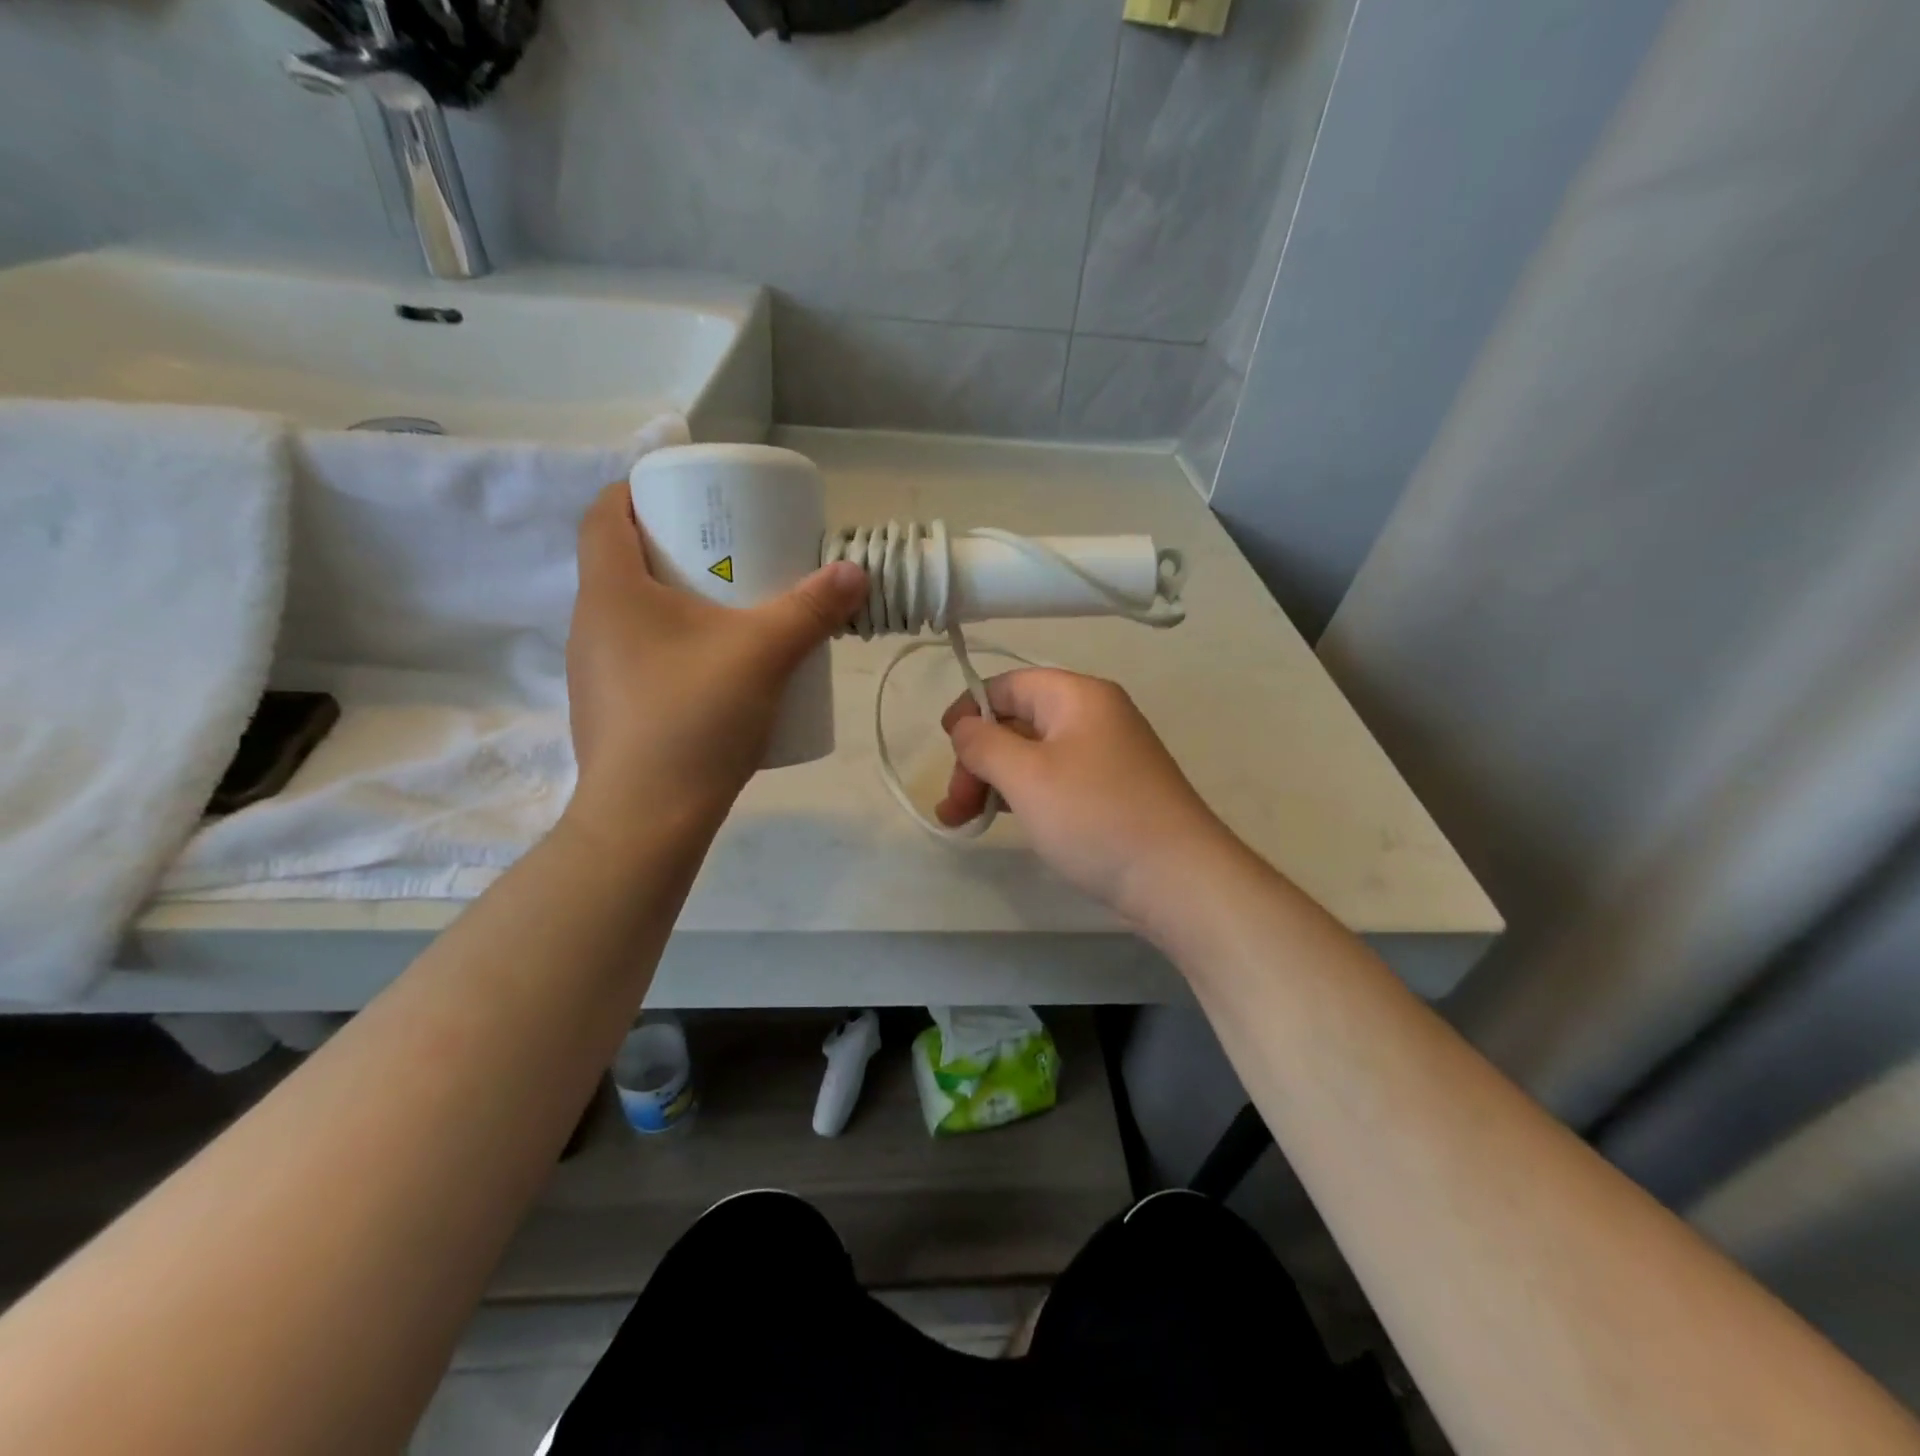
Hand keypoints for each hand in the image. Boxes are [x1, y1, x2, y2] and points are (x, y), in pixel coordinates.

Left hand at [564, 482, 866, 844]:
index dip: (640, 491)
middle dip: (673, 548)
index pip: (604, 512)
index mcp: (611, 591)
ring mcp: (594, 671)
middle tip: (727, 553)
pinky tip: (713, 673)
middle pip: (622, 562)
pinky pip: (637, 656)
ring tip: (727, 612)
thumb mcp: (763, 655)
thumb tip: (854, 572)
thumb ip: (811, 610)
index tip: (688, 497)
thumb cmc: (694, 719)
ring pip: (631, 614)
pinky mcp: (609, 709)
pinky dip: (671, 646)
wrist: (647, 820)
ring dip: (673, 601)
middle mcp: (590, 624)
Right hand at [936, 668, 1232, 926]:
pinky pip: (1055, 780)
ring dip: (994, 782)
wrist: (1178, 878)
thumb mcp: (1027, 776)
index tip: (943, 749)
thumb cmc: (1095, 816)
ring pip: (1033, 756)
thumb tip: (964, 727)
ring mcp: (1106, 756)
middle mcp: (1095, 716)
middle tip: (953, 806)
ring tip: (963, 821)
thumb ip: (984, 744)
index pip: (1008, 685)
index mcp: (1078, 695)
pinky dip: (1023, 796)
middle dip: (978, 759)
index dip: (969, 710)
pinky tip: (1004, 821)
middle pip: (1018, 722)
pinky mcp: (1111, 792)